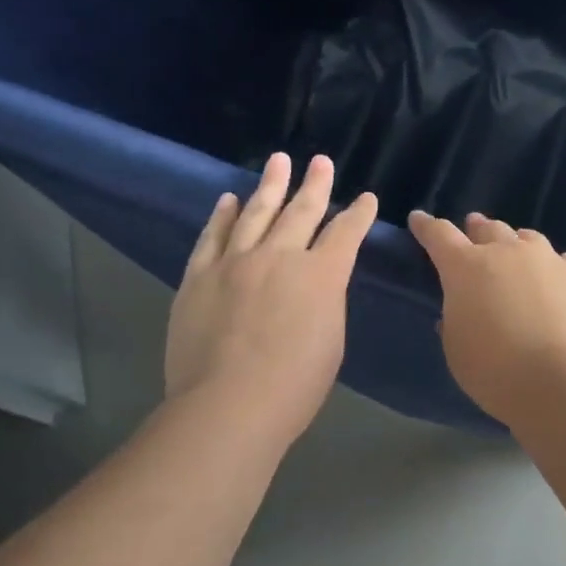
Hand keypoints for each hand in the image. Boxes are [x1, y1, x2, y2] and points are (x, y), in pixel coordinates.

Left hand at [165, 153, 377, 443]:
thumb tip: (316, 284)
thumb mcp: (331, 340)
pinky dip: (222, 216)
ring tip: (278, 161)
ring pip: (255, 212)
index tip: (365, 198)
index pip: (345, 234)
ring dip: (270, 185)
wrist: (229, 404)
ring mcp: (235, 262)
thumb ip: (325, 302)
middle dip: (315, 185)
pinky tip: (228, 199)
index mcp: (321, 275)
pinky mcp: (199, 277)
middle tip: (320, 161)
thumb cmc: (295, 385)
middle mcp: (280, 256)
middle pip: (301, 211)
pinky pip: (212, 237)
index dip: (358, 214)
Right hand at [407, 211, 565, 425]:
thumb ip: (455, 322)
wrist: (565, 382)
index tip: (419, 219)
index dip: (427, 226)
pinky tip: (557, 285)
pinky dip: (553, 270)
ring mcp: (550, 260)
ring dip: (517, 245)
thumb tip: (463, 310)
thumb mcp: (458, 351)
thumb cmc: (496, 371)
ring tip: (517, 255)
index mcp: (467, 268)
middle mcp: (508, 252)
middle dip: (478, 230)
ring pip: (528, 240)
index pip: (439, 235)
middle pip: (488, 229)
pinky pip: (563, 263)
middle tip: (475, 231)